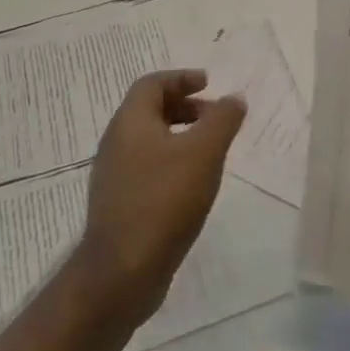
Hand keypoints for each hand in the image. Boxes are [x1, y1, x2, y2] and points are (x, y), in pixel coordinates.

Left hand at [75, 69, 245, 326]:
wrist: (122, 272)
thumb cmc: (164, 201)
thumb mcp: (203, 153)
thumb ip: (222, 120)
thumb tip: (234, 98)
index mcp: (130, 122)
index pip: (152, 84)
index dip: (181, 78)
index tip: (209, 84)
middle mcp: (116, 143)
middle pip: (149, 110)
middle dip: (184, 106)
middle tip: (215, 117)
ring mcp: (115, 176)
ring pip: (149, 141)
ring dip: (180, 136)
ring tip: (210, 151)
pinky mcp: (120, 204)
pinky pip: (147, 168)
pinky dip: (172, 162)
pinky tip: (193, 184)